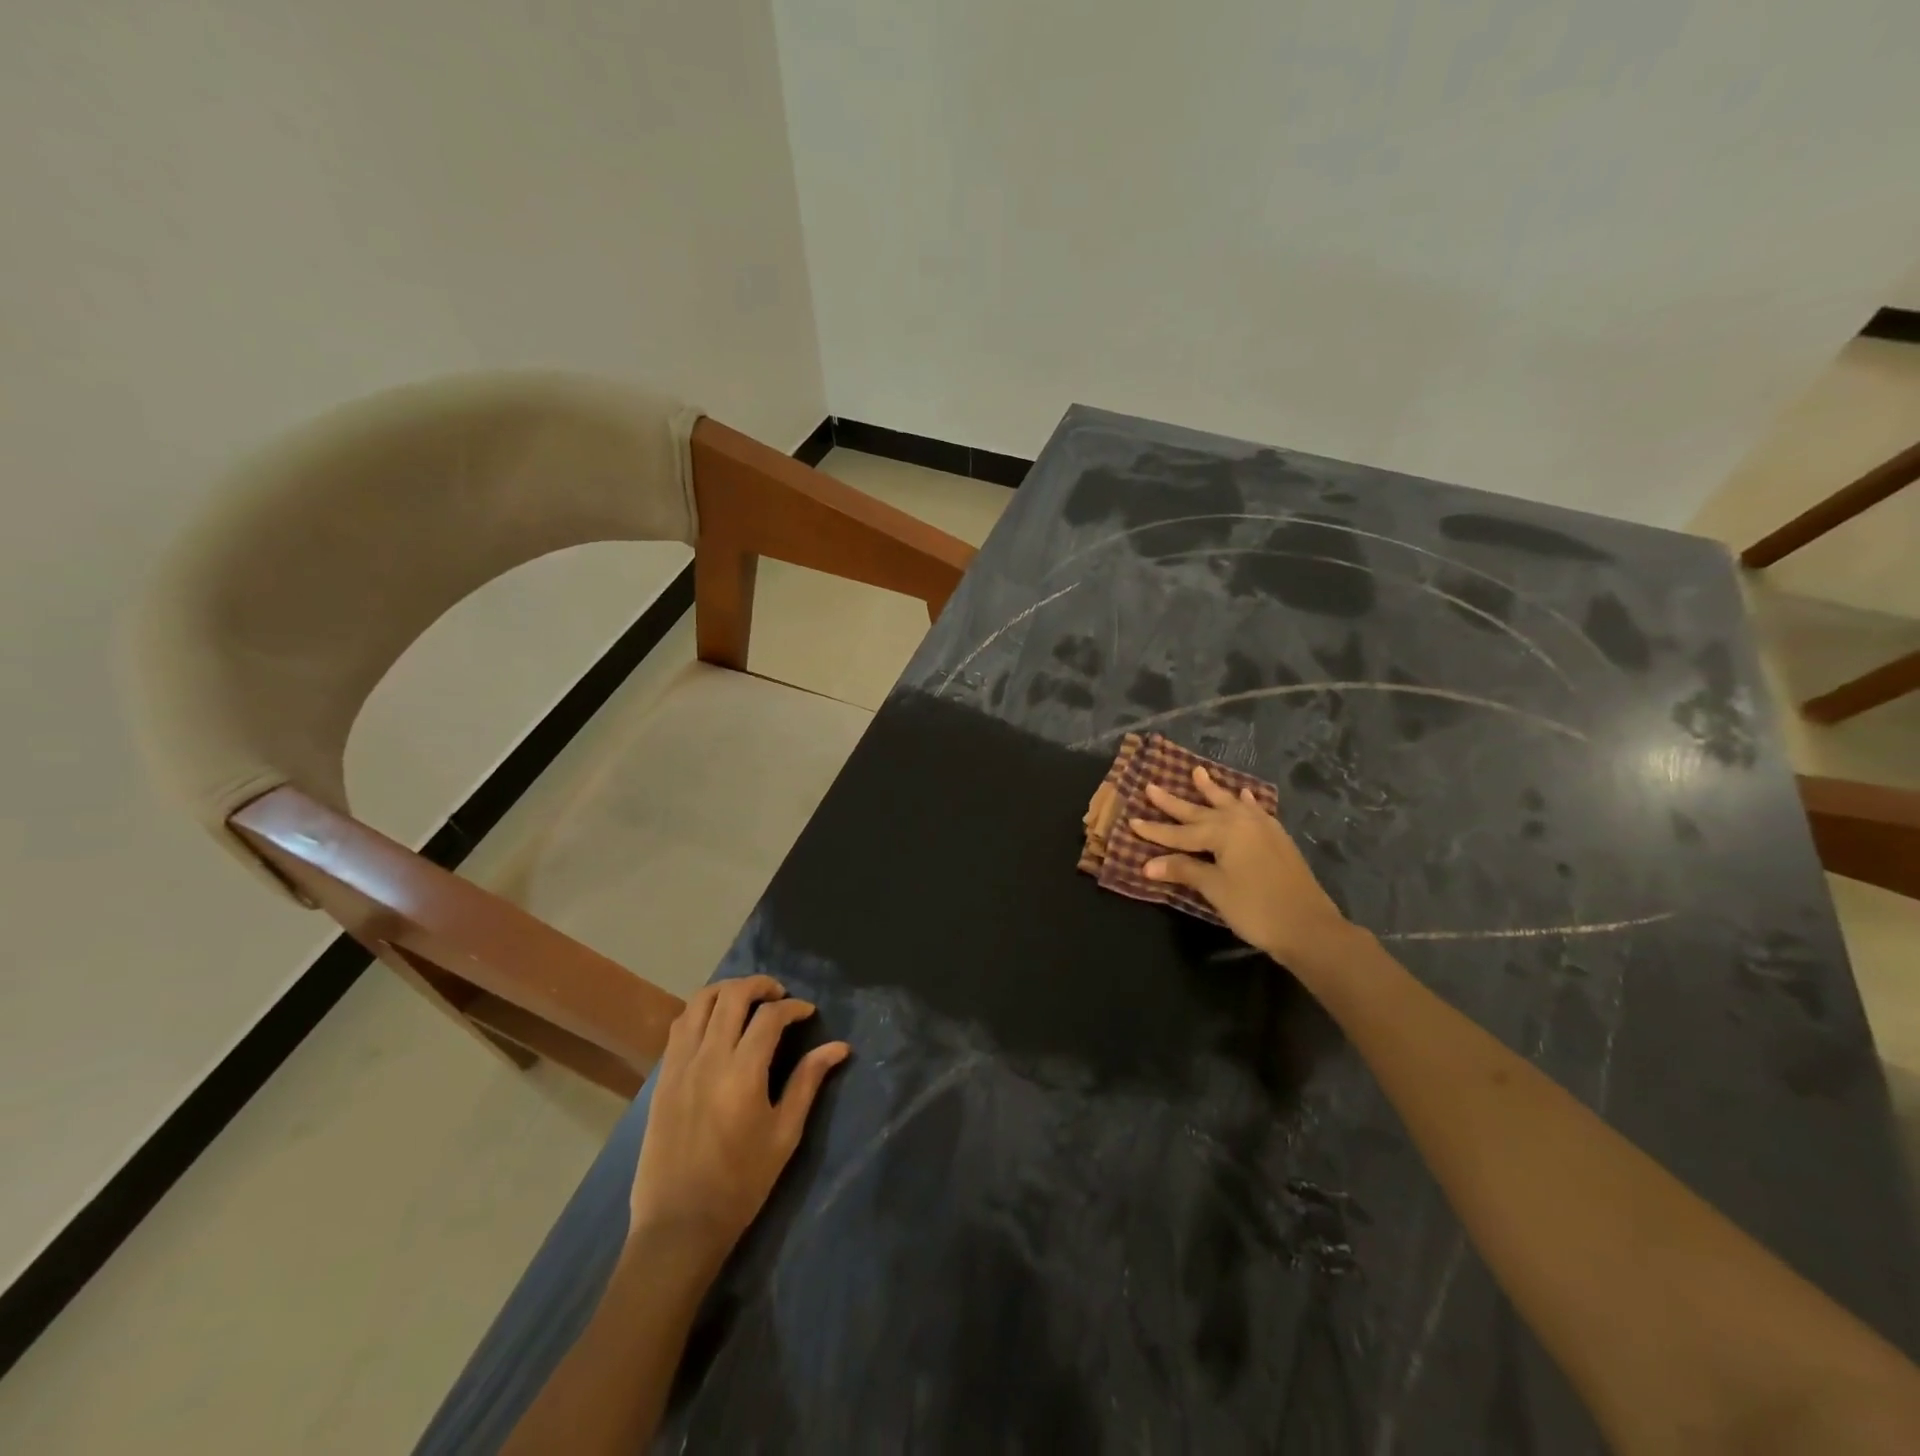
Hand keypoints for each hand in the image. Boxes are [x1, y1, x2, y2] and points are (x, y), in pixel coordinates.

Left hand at [628, 976, 849, 1270]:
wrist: (679, 1225)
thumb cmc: (741, 1183)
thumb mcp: (784, 1133)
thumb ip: (808, 1081)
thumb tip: (839, 1046)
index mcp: (743, 1072)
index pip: (770, 1016)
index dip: (793, 1007)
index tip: (808, 1012)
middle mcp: (708, 1058)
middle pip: (732, 995)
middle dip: (760, 985)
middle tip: (779, 995)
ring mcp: (680, 1065)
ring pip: (700, 1002)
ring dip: (727, 991)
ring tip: (747, 1001)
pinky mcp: (662, 1078)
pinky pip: (680, 1027)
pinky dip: (702, 1011)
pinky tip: (717, 1025)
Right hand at [1131, 766, 1351, 968]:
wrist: (1309, 927)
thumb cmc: (1256, 908)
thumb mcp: (1215, 889)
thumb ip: (1184, 870)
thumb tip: (1147, 864)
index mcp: (1223, 832)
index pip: (1180, 832)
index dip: (1155, 830)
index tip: (1131, 821)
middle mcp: (1241, 822)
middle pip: (1200, 812)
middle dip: (1174, 802)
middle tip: (1152, 786)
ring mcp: (1262, 828)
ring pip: (1229, 804)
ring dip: (1212, 790)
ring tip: (1198, 772)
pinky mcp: (1277, 839)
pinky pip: (1255, 811)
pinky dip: (1245, 802)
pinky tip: (1244, 796)